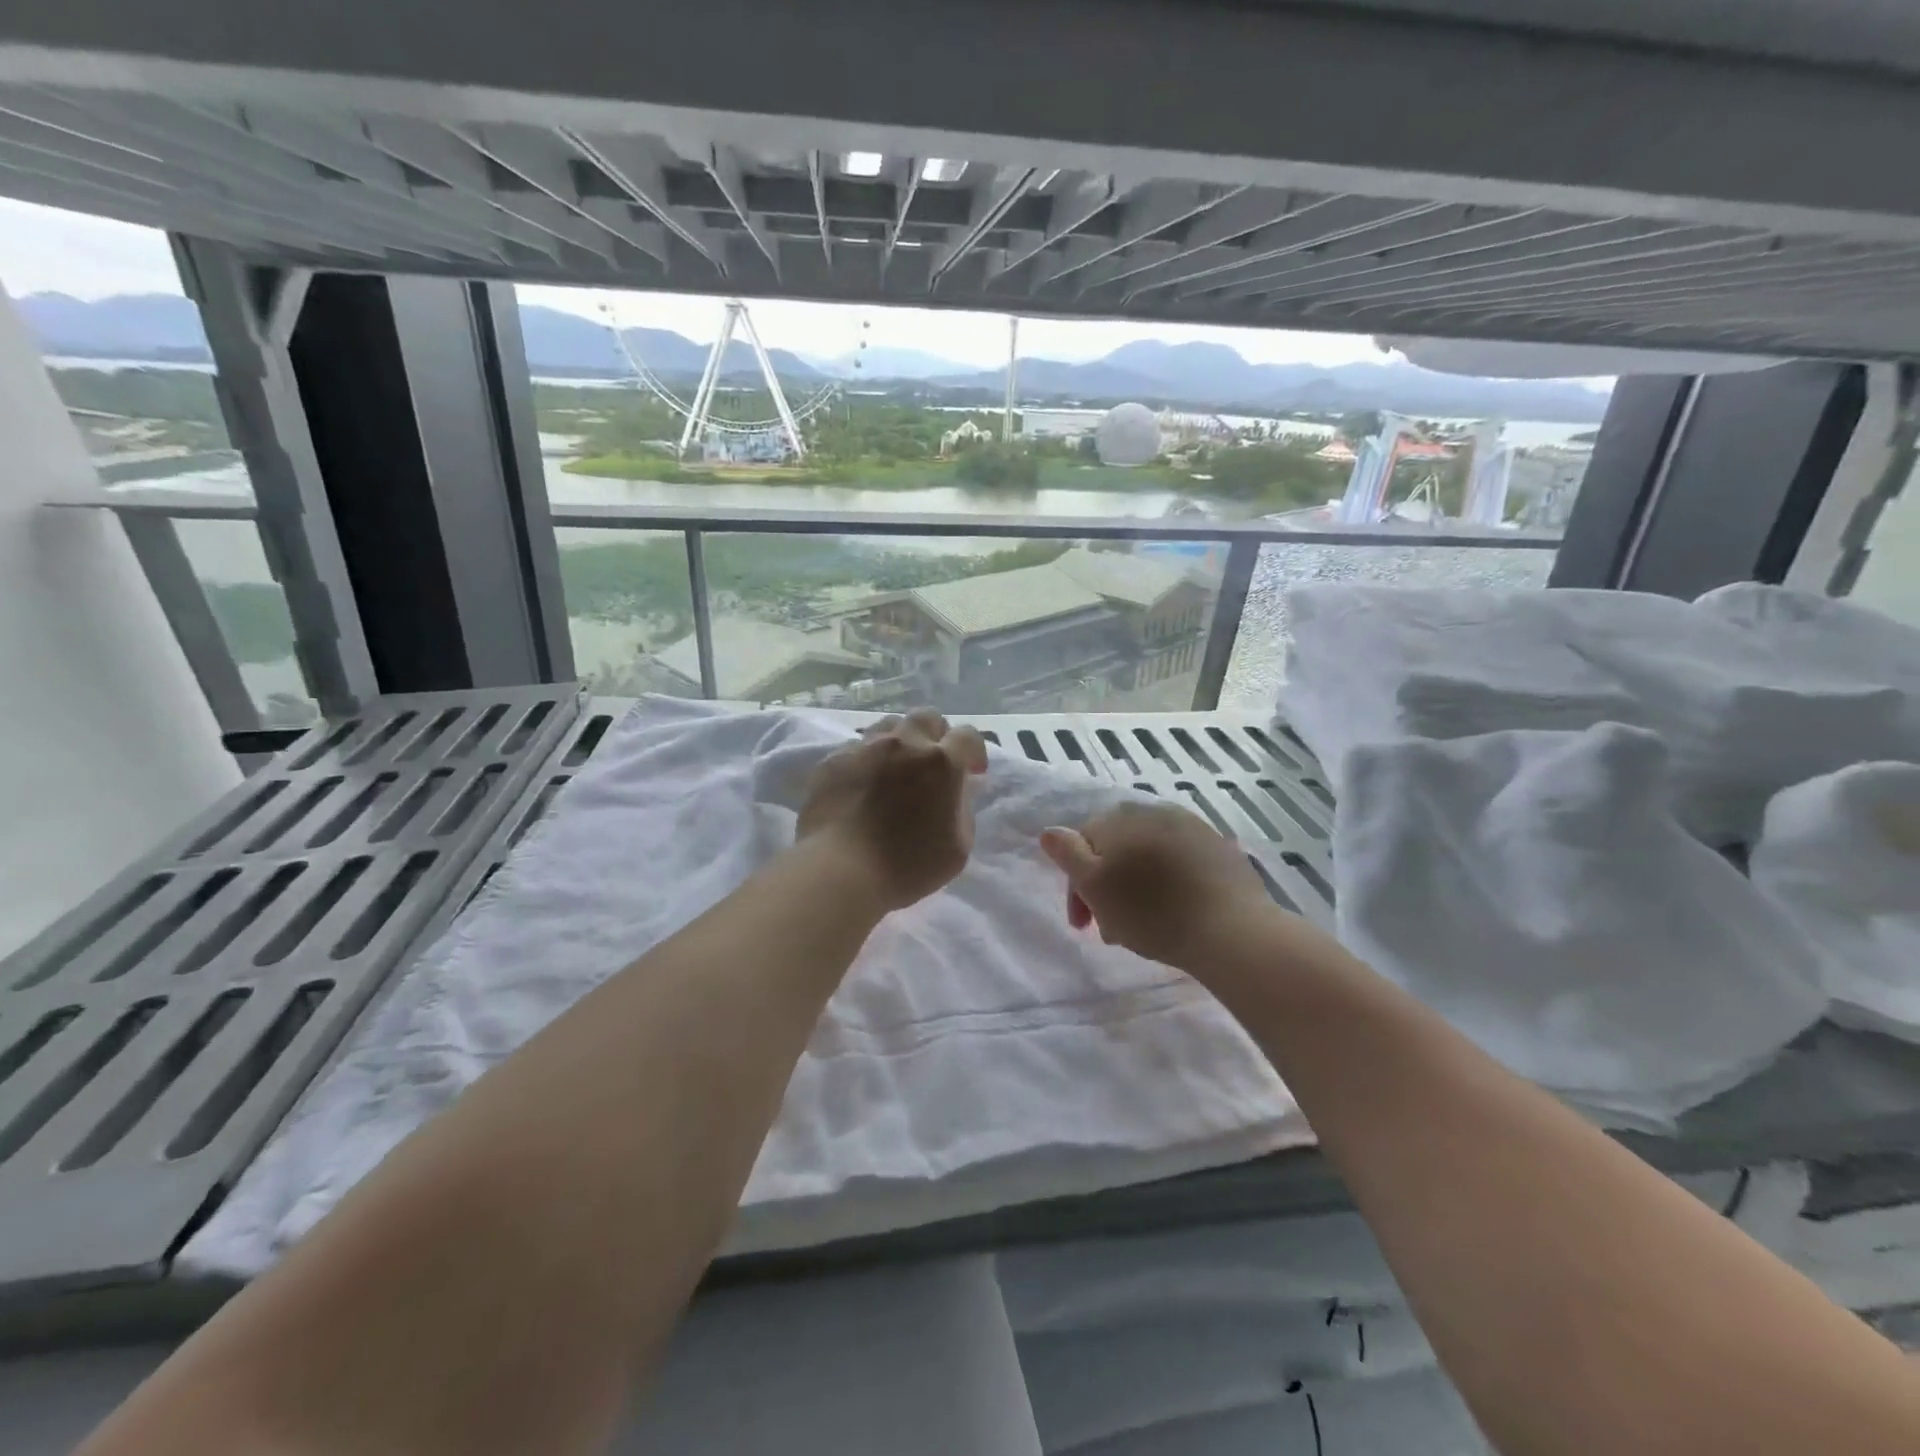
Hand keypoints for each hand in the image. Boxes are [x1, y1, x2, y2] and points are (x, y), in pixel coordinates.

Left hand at [797, 708, 988, 911]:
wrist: (840, 871)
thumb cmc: (908, 865)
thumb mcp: (958, 846)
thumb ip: (962, 808)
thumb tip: (956, 790)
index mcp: (941, 762)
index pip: (968, 736)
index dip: (974, 751)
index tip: (972, 772)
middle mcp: (904, 743)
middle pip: (926, 718)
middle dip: (936, 735)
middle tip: (932, 764)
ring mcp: (865, 748)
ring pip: (889, 727)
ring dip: (900, 743)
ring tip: (895, 770)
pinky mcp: (833, 760)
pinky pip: (857, 748)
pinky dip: (867, 761)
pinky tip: (862, 786)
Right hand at [1039, 800, 1276, 970]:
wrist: (1232, 930)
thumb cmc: (1152, 912)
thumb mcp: (1095, 885)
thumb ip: (1068, 854)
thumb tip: (1049, 832)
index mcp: (1120, 818)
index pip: (1082, 845)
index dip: (1076, 886)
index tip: (1082, 925)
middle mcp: (1154, 811)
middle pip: (1116, 850)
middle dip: (1107, 889)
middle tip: (1111, 931)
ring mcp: (1192, 827)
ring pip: (1148, 857)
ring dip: (1137, 888)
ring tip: (1143, 928)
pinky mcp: (1220, 849)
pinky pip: (1180, 863)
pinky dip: (1169, 884)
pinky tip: (1176, 910)